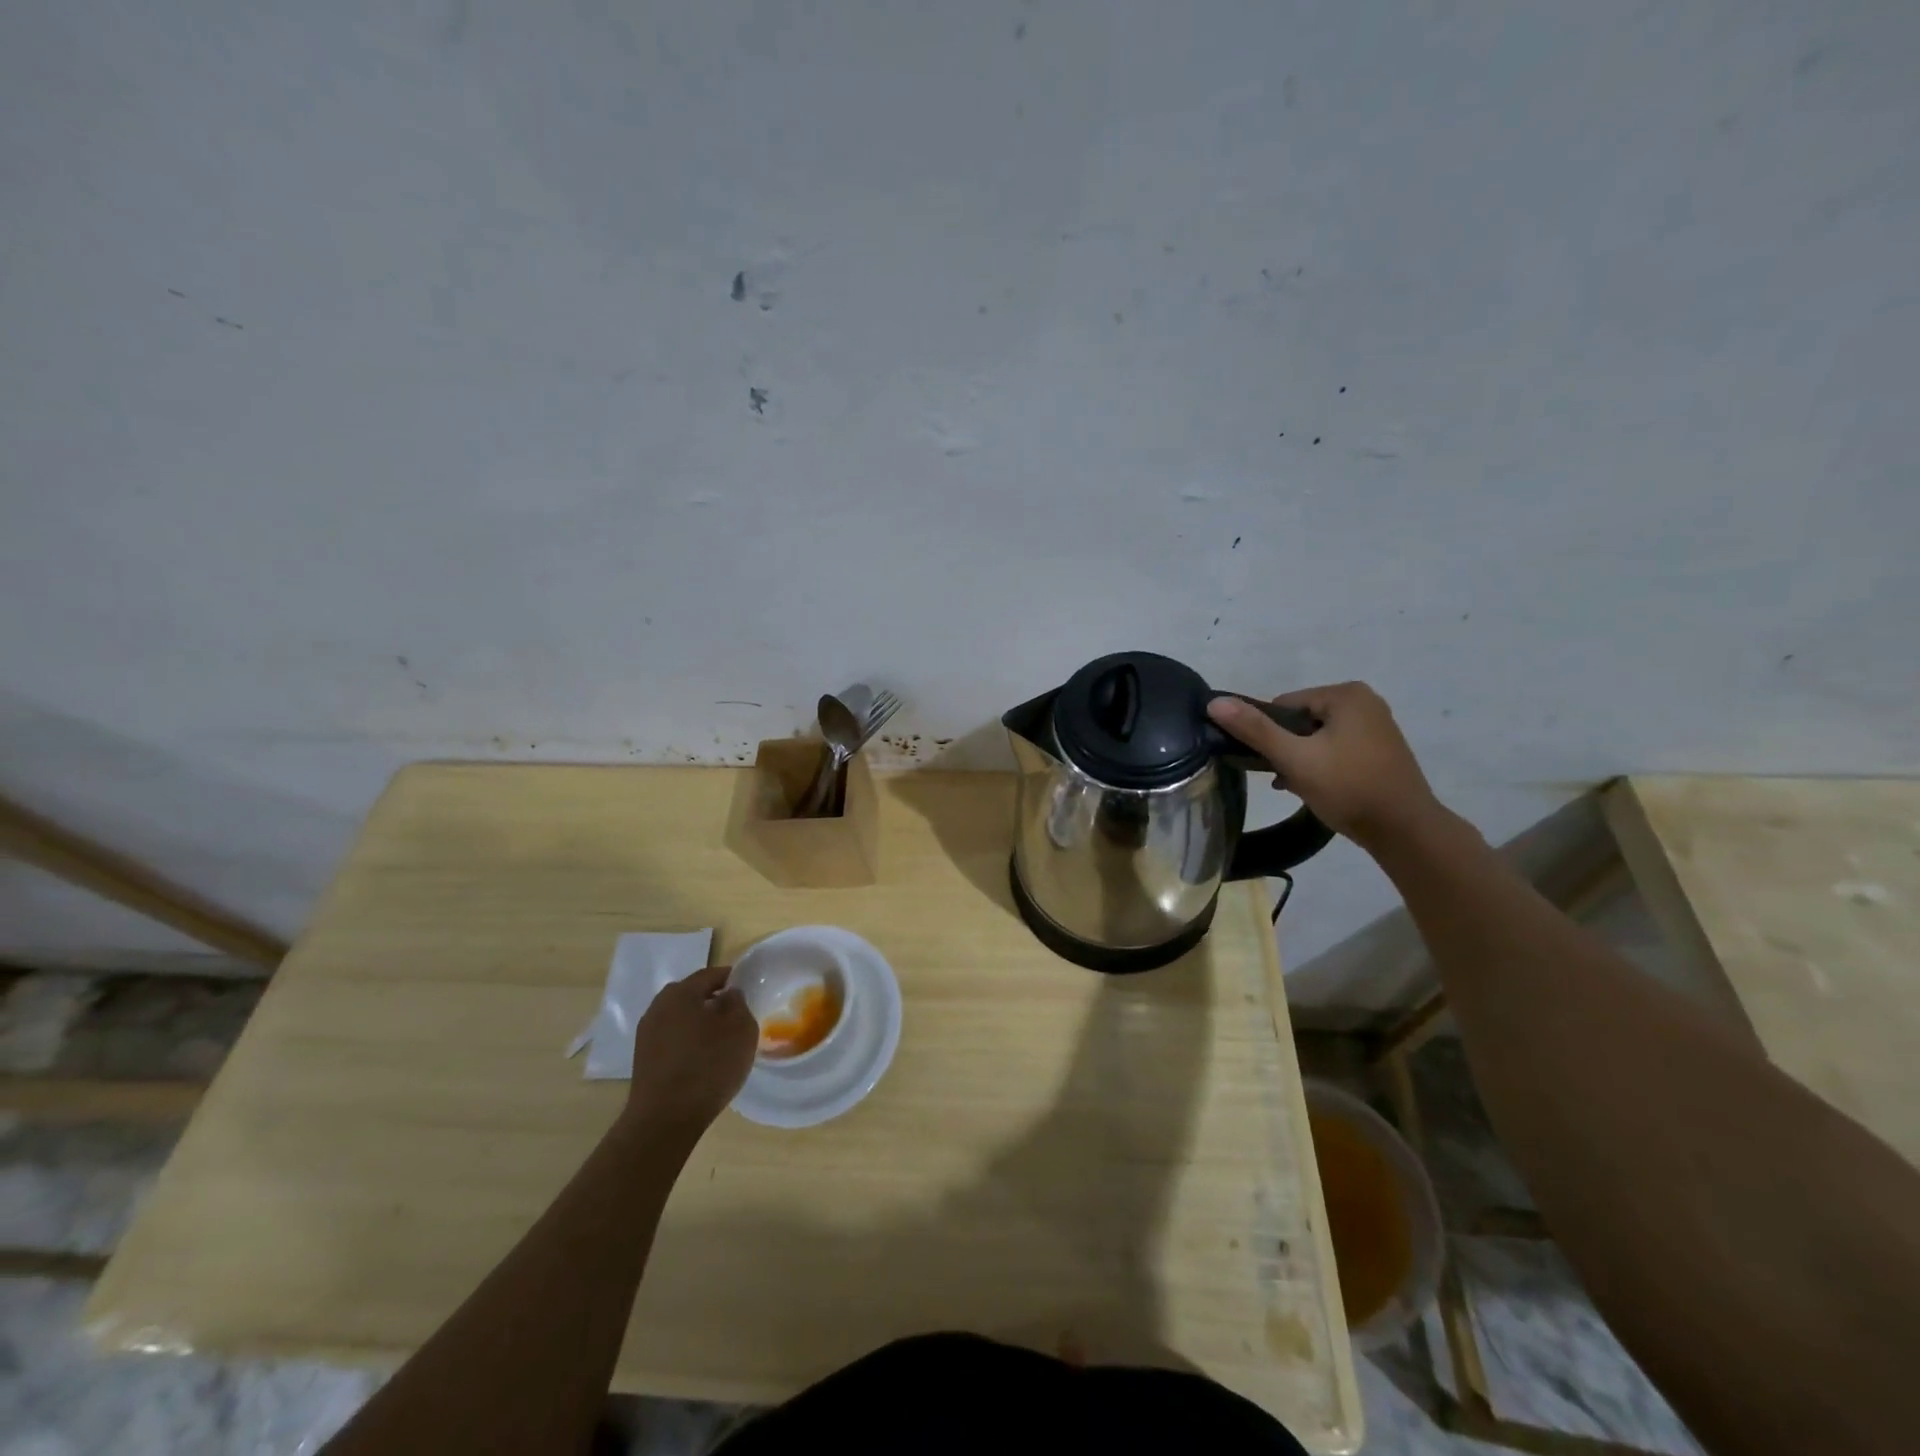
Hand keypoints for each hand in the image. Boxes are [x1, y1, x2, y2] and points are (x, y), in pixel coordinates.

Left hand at [624, 964, 757, 1135]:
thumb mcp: (741, 1029)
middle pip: (692, 995)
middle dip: (714, 1001)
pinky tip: (702, 1060)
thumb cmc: (709, 1066)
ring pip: (681, 1018)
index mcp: (681, 992)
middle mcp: (658, 1006)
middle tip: (735, 1017)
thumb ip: (738, 1003)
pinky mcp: (643, 1059)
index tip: (748, 990)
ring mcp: (646, 1034)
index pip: (711, 974)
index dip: (732, 979)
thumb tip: (729, 995)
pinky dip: (687, 1042)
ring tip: (720, 1041)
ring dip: (699, 1023)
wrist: (664, 1120)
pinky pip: (672, 1039)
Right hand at [1206, 682, 1444, 849]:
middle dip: (1286, 748)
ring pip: (1316, 737)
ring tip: (1297, 787)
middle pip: (1300, 720)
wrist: (1405, 831)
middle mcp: (1364, 702)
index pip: (1283, 705)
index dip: (1269, 734)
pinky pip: (1336, 749)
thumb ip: (1254, 729)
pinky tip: (1315, 789)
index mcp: (1346, 694)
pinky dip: (1321, 766)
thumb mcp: (1295, 758)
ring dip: (1300, 760)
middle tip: (1284, 778)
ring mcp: (1376, 726)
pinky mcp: (1380, 750)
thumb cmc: (1348, 788)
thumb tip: (1214, 702)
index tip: (1270, 763)